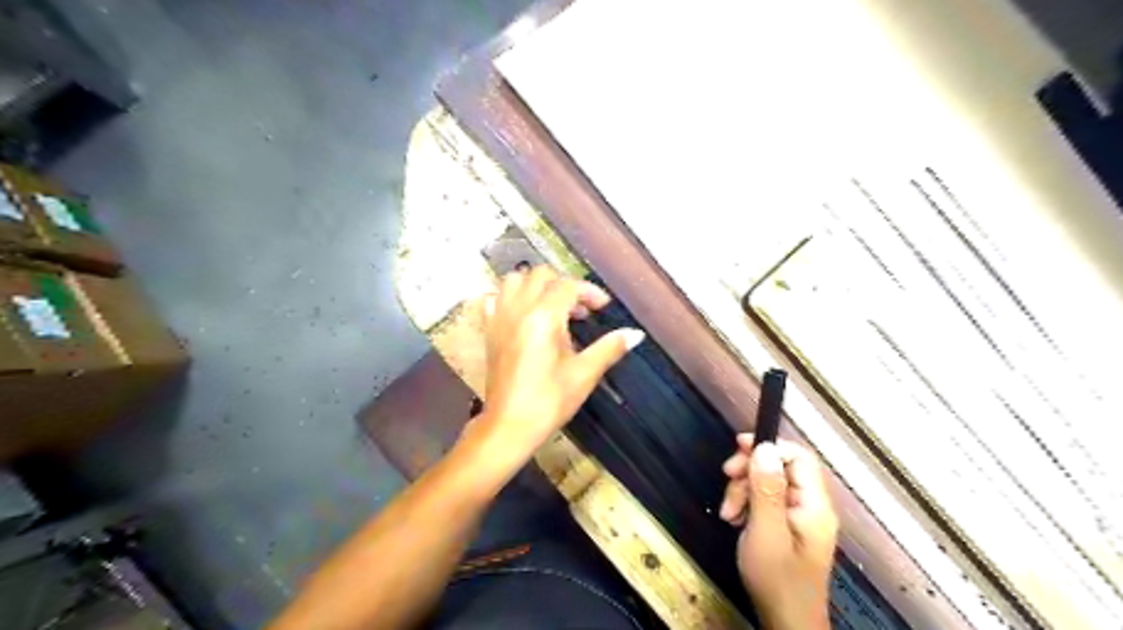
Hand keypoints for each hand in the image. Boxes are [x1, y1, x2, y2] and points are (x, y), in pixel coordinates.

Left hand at [477, 267, 650, 471]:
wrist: (509, 426)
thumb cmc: (549, 401)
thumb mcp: (584, 374)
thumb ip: (610, 348)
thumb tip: (636, 334)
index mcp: (543, 317)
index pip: (568, 286)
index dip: (590, 292)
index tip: (602, 308)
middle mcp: (518, 310)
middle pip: (540, 275)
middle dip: (564, 285)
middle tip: (580, 309)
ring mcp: (499, 319)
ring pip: (514, 281)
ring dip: (536, 286)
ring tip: (553, 308)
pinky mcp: (489, 331)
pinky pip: (495, 299)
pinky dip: (511, 298)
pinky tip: (524, 316)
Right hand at [724, 432, 837, 629]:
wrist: (786, 623)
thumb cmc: (777, 580)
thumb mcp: (766, 532)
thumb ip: (766, 489)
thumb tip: (765, 448)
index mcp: (814, 505)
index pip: (797, 456)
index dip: (768, 446)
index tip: (737, 448)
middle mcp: (811, 506)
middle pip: (780, 467)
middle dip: (749, 472)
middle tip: (726, 481)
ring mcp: (800, 517)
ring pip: (769, 482)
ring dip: (743, 490)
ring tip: (728, 513)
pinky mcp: (788, 526)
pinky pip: (767, 500)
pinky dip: (747, 504)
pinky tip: (735, 519)